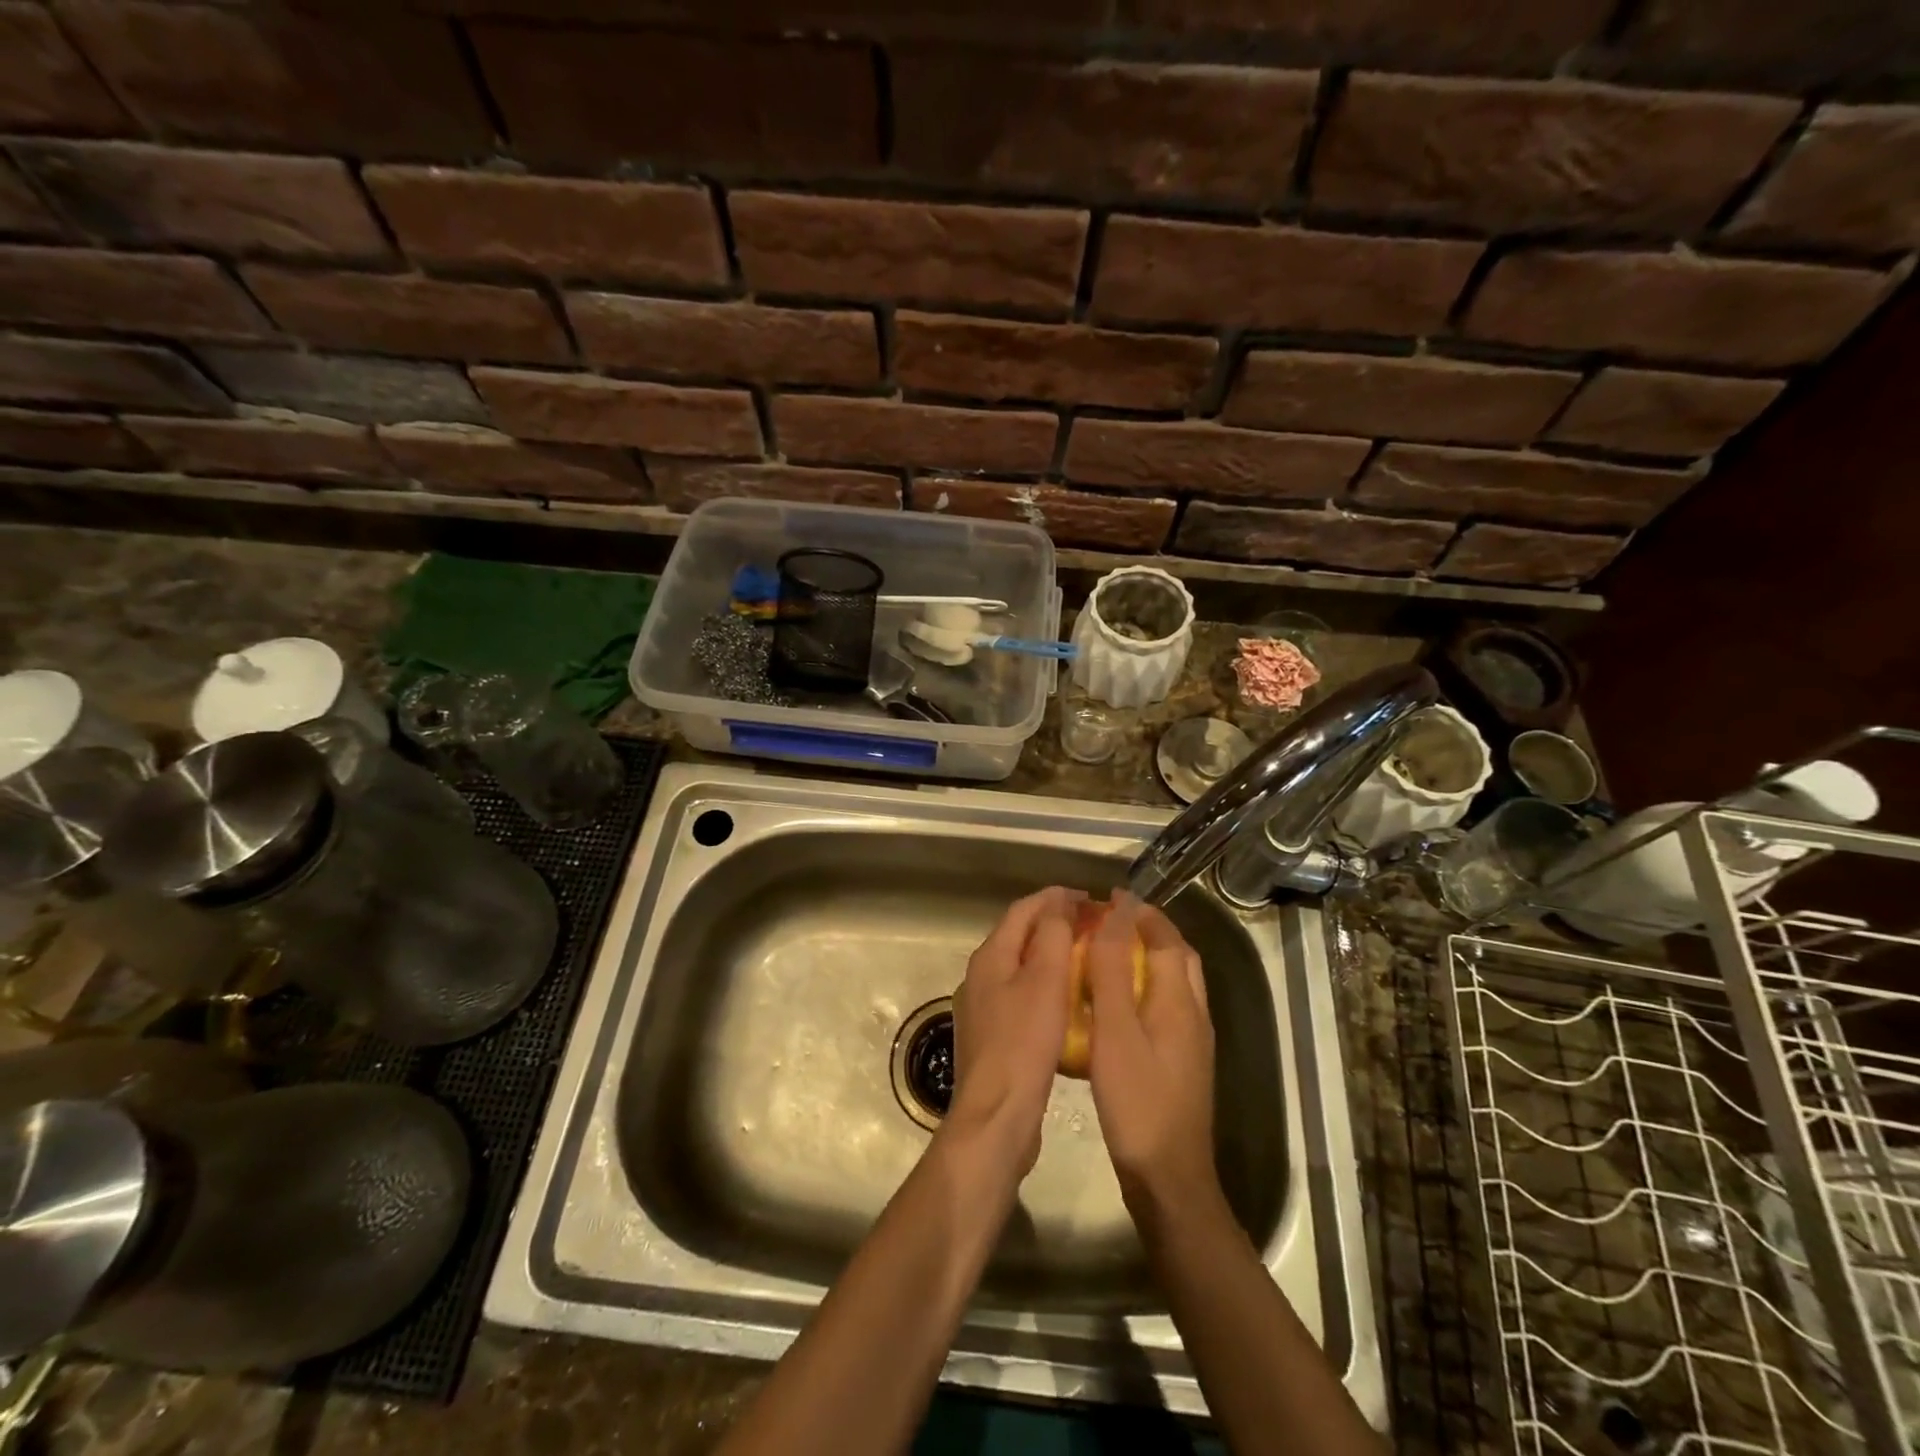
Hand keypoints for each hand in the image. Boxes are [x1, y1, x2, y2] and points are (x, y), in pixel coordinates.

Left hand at [948, 886, 1081, 1177]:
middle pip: (1019, 936)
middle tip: (1092, 927)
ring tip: (1085, 960)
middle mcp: (980, 976)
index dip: (1055, 898)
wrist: (996, 1117)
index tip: (1090, 899)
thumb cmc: (1024, 1043)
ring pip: (1020, 968)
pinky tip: (1067, 1004)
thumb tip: (1059, 901)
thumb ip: (1052, 934)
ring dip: (1050, 957)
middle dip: (1054, 925)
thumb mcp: (1045, 980)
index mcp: (990, 956)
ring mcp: (982, 1008)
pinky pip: (1021, 998)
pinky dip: (1045, 989)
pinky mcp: (992, 1038)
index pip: (1023, 910)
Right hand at [1085, 893, 1219, 1212]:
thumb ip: (1114, 971)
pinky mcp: (1182, 1064)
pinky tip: (1116, 1008)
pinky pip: (1166, 1008)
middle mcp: (1194, 1015)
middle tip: (1112, 921)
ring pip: (1175, 983)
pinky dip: (1144, 989)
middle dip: (1150, 931)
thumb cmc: (1138, 1102)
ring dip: (1148, 959)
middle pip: (1178, 957)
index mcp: (1180, 1001)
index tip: (1110, 896)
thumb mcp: (1117, 1032)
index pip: (1166, 939)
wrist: (1169, 1181)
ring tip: (1110, 955)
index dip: (1140, 913)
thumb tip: (1116, 915)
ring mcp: (1192, 1042)